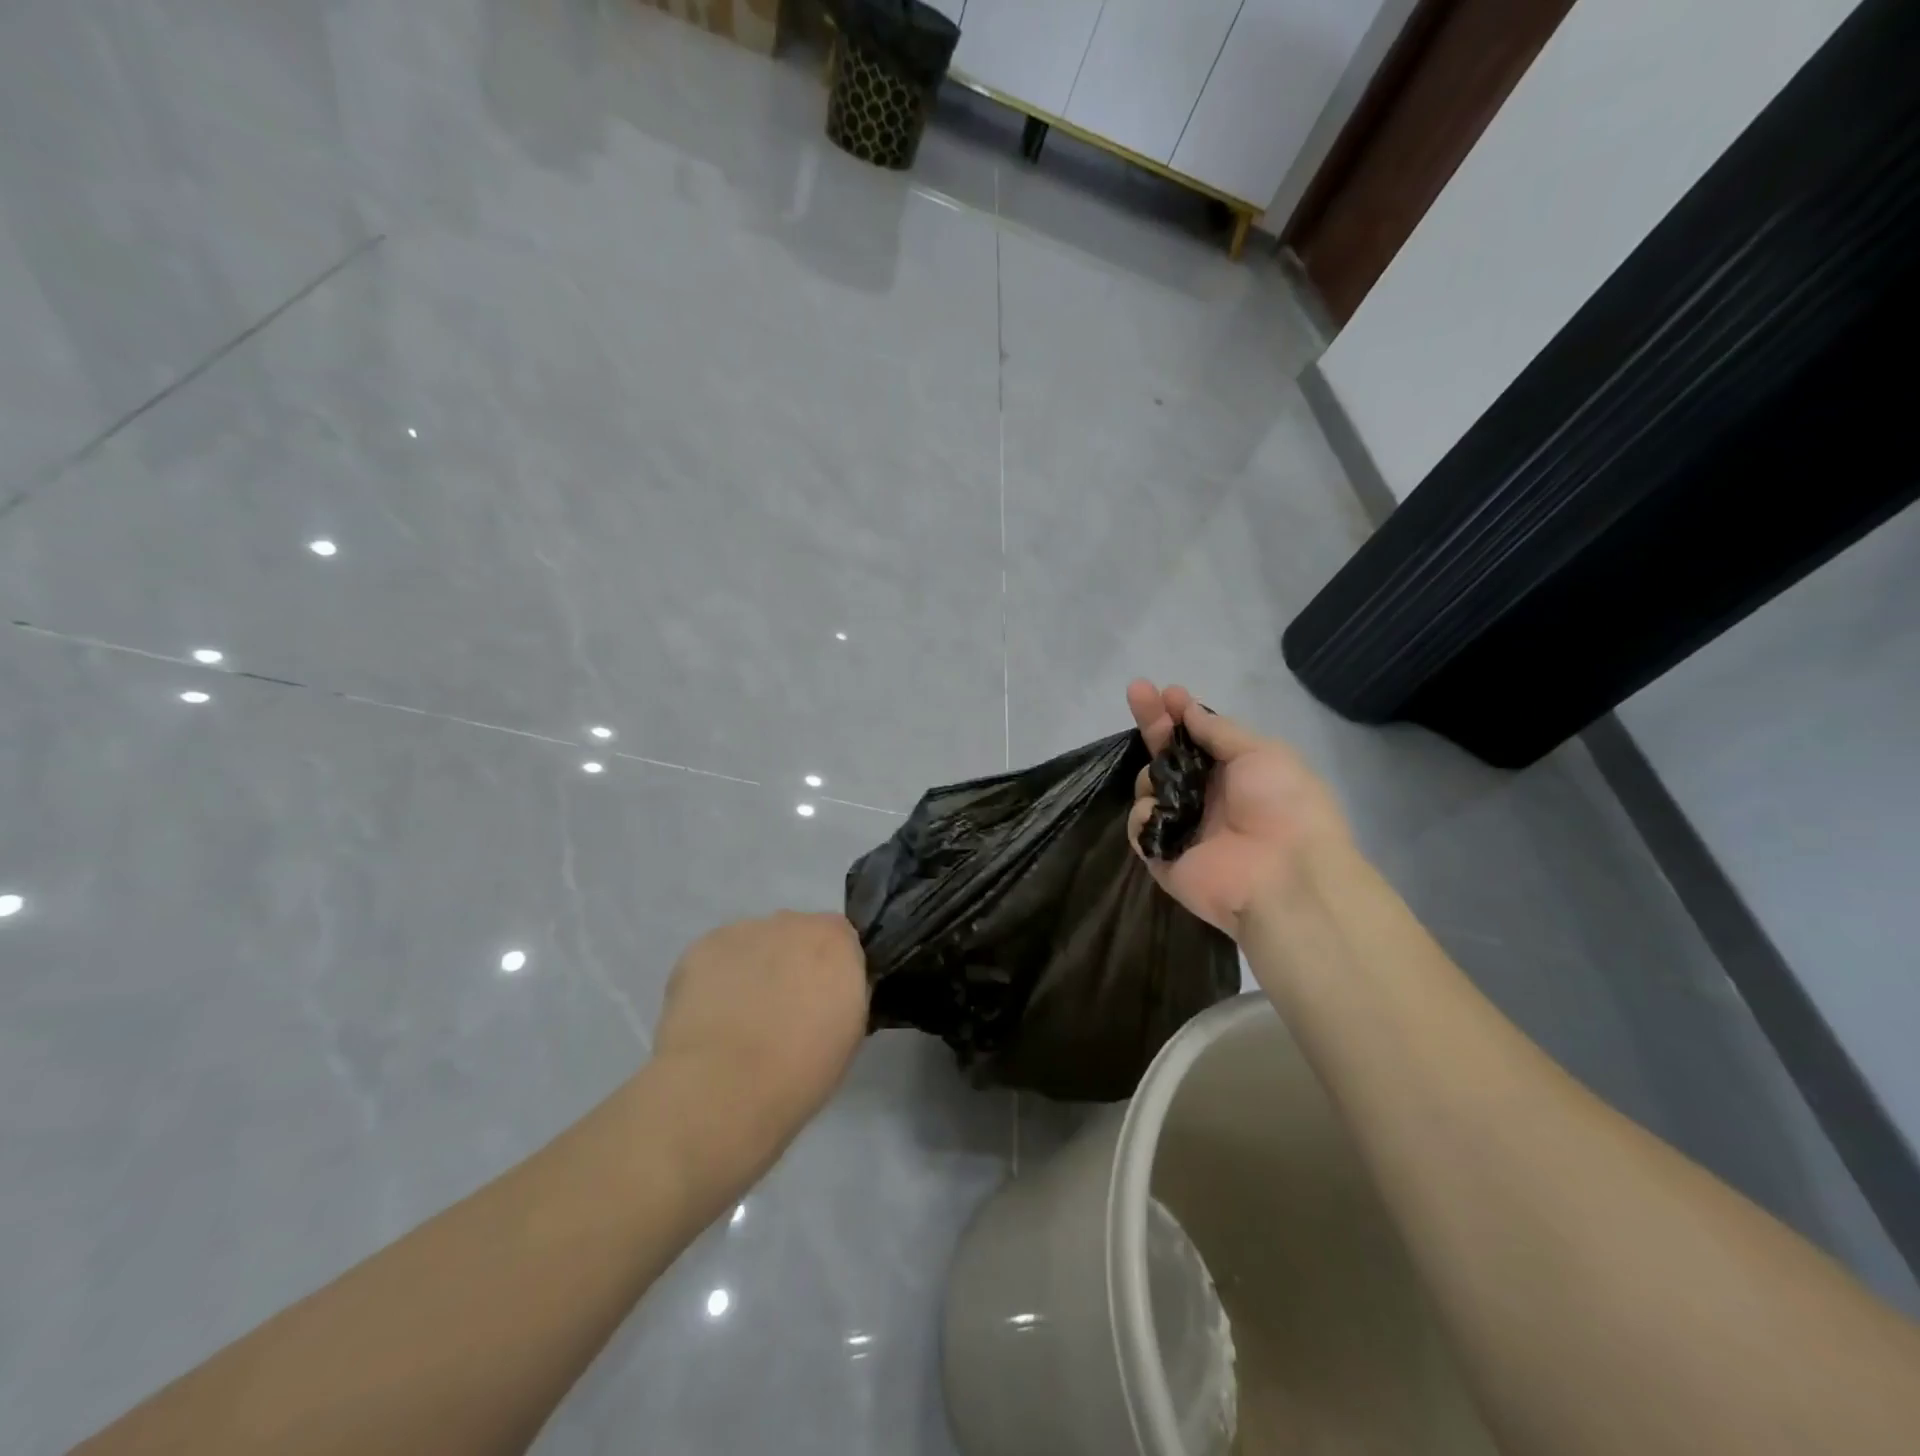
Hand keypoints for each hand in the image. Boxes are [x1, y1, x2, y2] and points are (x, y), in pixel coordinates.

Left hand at [652, 912, 868, 1148]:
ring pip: (754, 943)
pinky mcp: (700, 947)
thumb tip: (829, 992)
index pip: (841, 939)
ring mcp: (743, 931)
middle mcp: (792, 923)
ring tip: (736, 1018)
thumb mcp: (849, 1034)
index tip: (821, 1001)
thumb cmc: (800, 1070)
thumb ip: (844, 995)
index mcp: (836, 941)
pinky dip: (715, 978)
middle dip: (790, 963)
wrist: (723, 1086)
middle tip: (779, 1011)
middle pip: (795, 934)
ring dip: (752, 968)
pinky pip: (716, 957)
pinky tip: (709, 1017)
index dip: (829, 969)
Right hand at [1125, 681, 1351, 936]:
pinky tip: (1160, 812)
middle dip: (1153, 724)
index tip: (1165, 691)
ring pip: (1149, 788)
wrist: (1284, 876)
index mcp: (1234, 773)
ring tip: (1164, 781)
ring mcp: (1183, 826)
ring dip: (1152, 774)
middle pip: (1167, 756)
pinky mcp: (1163, 856)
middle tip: (1137, 692)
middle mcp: (1206, 796)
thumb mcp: (1261, 753)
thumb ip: (1219, 731)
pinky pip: (1141, 827)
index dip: (1180, 713)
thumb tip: (1189, 710)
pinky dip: (1146, 816)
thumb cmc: (1283, 805)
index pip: (1197, 737)